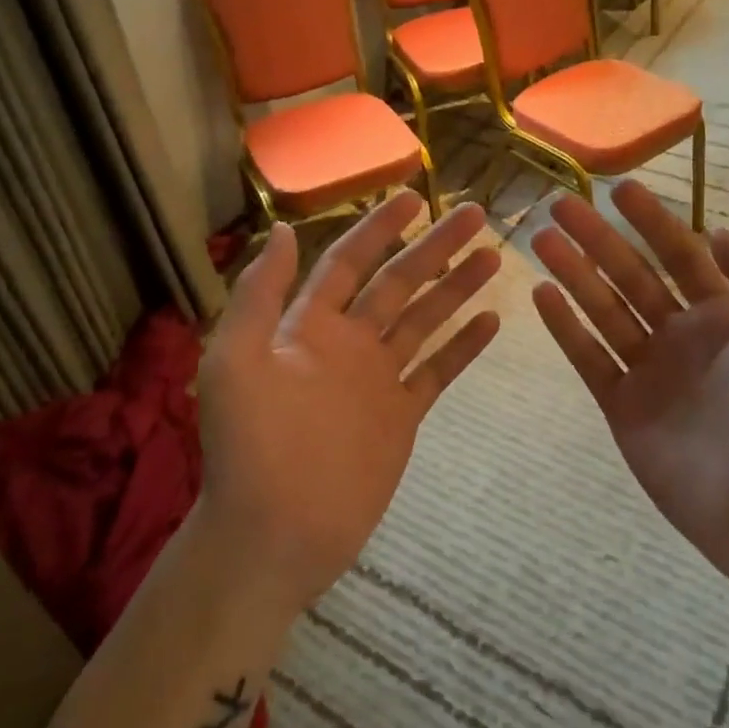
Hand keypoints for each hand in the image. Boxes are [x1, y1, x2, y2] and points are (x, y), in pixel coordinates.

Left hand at [197, 195, 501, 613]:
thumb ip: (259, 294)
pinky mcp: (401, 415)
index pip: (350, 262)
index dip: (380, 227)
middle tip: (474, 215)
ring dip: (457, 289)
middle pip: (399, 283)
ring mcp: (378, 379)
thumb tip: (284, 229)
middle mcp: (348, 343)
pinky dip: (463, 348)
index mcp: (310, 326)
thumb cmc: (250, 446)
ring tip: (493, 259)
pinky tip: (492, 323)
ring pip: (425, 321)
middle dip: (435, 248)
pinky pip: (437, 373)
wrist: (274, 531)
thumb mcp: (235, 360)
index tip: (414, 196)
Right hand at [531, 180, 728, 603]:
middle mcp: (682, 336)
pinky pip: (590, 358)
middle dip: (598, 239)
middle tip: (560, 206)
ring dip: (574, 274)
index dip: (652, 221)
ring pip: (603, 310)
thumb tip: (718, 233)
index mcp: (727, 317)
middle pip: (631, 276)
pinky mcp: (623, 407)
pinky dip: (566, 328)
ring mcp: (649, 371)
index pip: (681, 255)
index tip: (619, 189)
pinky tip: (543, 295)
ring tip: (541, 240)